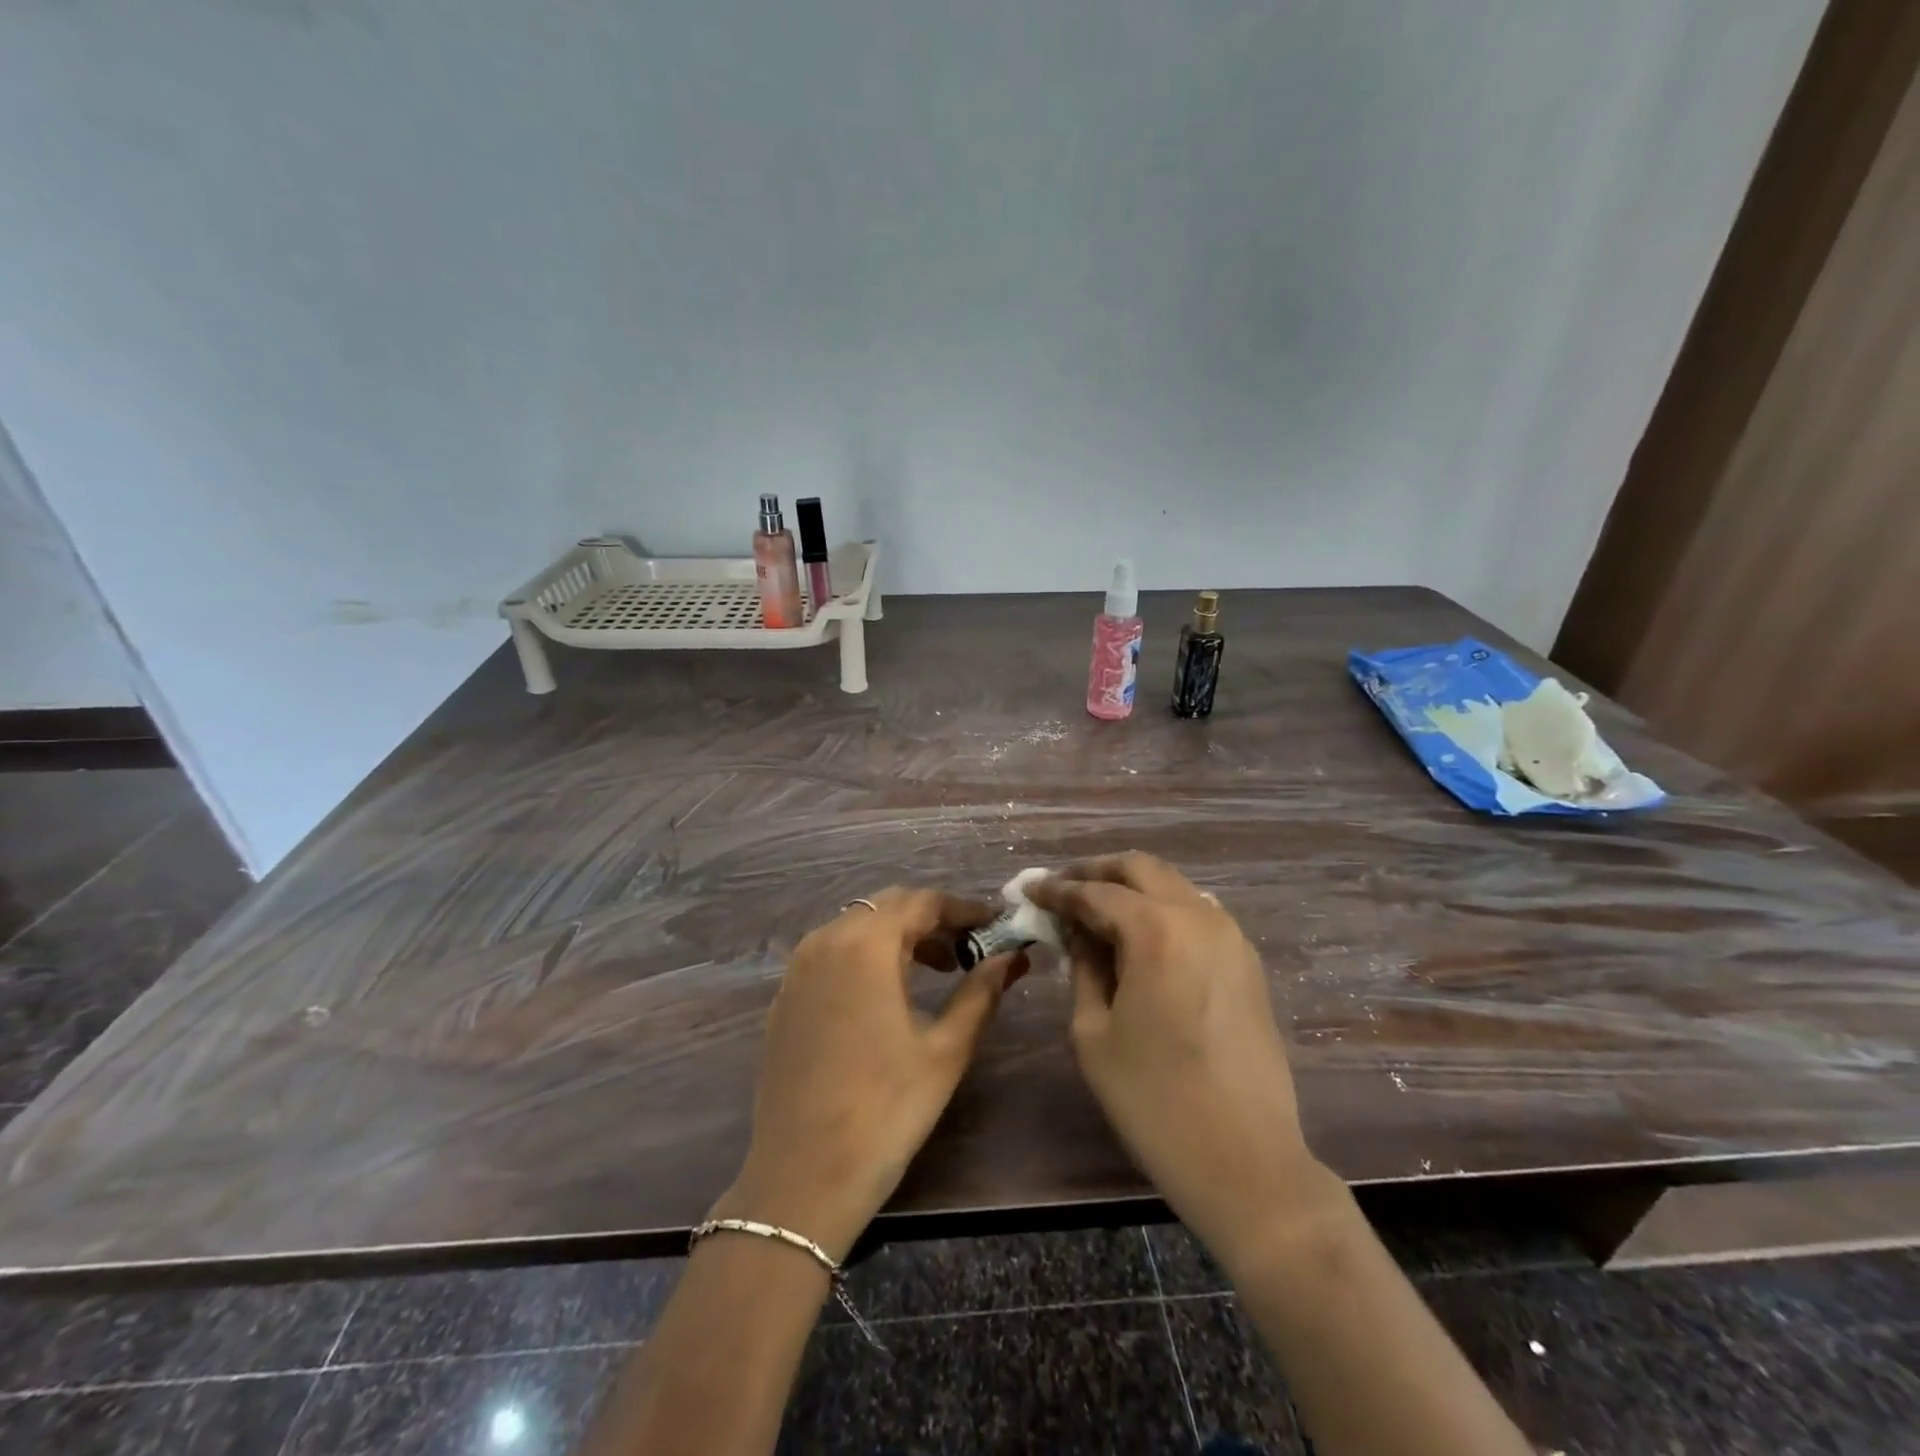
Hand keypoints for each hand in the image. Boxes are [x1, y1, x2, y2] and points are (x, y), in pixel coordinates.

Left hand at [712, 888, 1023, 1261]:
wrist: (803, 1178)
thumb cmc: (886, 1111)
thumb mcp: (946, 1050)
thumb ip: (982, 992)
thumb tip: (1013, 956)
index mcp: (865, 945)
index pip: (922, 902)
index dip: (963, 908)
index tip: (995, 924)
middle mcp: (825, 941)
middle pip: (887, 906)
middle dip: (932, 919)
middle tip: (969, 948)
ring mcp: (797, 969)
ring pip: (857, 926)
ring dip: (898, 936)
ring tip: (935, 969)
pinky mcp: (784, 997)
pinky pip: (831, 952)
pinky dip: (865, 955)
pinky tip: (885, 993)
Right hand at [1028, 854, 1333, 1275]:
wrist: (1248, 1161)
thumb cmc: (1154, 1101)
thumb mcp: (1094, 1032)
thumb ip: (1083, 967)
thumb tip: (1077, 932)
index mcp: (1156, 930)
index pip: (1094, 892)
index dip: (1056, 889)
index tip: (1028, 888)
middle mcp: (1198, 917)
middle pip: (1140, 868)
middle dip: (1096, 872)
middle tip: (1062, 888)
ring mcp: (1230, 936)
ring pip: (1172, 885)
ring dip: (1132, 887)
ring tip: (1097, 911)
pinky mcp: (1247, 960)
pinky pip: (1197, 912)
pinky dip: (1162, 909)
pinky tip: (1140, 935)